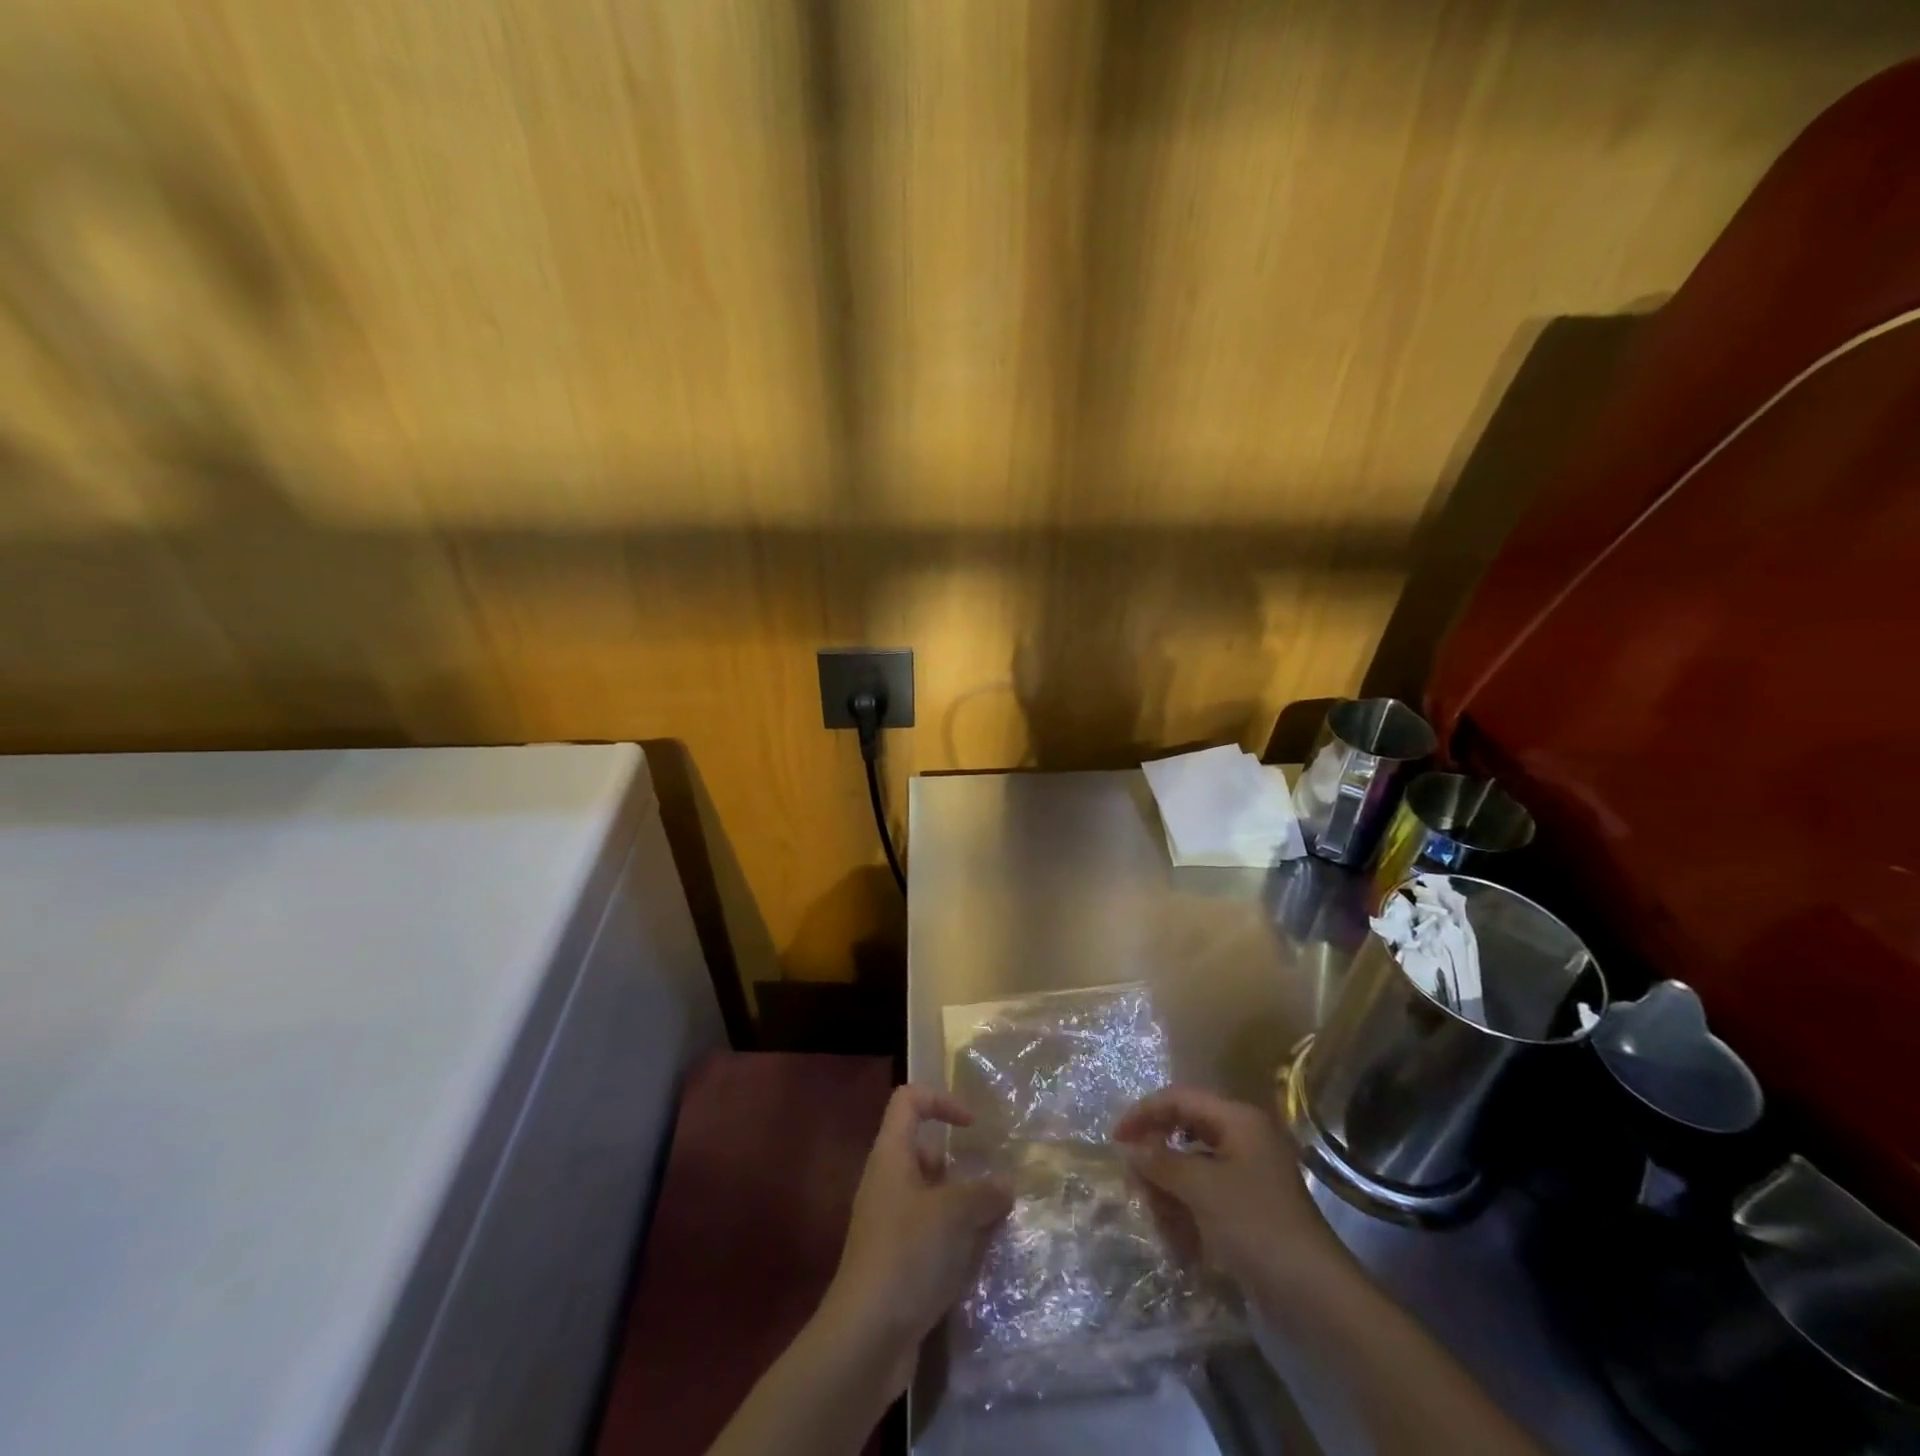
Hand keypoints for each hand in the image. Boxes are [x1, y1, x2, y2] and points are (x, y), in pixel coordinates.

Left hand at [819, 1086, 1013, 1389]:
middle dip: (963, 1166)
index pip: (909, 1101)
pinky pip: (933, 1234)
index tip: (973, 1126)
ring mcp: (891, 1223)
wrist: (866, 1338)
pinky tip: (981, 1259)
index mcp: (891, 1156)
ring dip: (965, 1206)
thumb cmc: (907, 1256)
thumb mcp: (954, 1215)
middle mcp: (888, 1182)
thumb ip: (984, 1193)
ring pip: (934, 1197)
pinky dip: (957, 1239)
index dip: (941, 1101)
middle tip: (997, 1183)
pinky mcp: (898, 1261)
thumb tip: (1005, 1184)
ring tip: (998, 1221)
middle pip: (926, 1152)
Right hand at [1114, 1087, 1340, 1287]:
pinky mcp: (1246, 1212)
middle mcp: (1242, 1140)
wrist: (1317, 1301)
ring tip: (1162, 1228)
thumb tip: (1127, 1145)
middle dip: (1157, 1164)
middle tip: (1136, 1191)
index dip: (1144, 1114)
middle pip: (1182, 1135)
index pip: (1179, 1099)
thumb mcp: (1202, 1189)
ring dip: (1169, 1196)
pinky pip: (1203, 1200)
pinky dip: (1187, 1218)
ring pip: (1189, 1171)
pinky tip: (1182, 1248)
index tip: (1114, 1139)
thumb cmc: (1258, 1228)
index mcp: (1237, 1121)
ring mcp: (1245, 1177)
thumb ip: (1160, 1161)